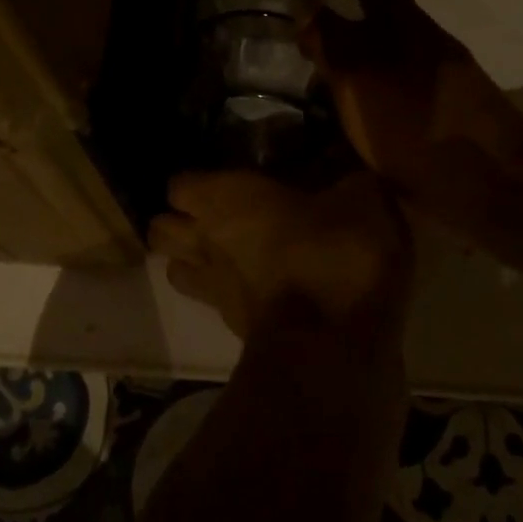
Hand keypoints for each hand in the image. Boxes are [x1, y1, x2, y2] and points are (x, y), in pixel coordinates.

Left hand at [149, 169, 413, 345]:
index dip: (196, 184)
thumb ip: (347, 182)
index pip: (180, 185)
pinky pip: (212, 304)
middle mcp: (206, 241)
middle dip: (178, 222)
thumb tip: (350, 178)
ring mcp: (214, 289)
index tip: (221, 184)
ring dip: (191, 261)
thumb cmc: (336, 251)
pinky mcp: (232, 328)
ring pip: (175, 270)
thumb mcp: (361, 198)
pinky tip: (255, 290)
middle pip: (161, 229)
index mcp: (225, 199)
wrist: (336, 342)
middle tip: (214, 218)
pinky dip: (225, 296)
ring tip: (222, 255)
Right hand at [301, 0, 522, 201]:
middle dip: (342, 15)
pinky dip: (356, 99)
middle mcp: (417, 48)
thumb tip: (306, 7)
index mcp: (404, 25)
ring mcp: (425, 86)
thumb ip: (331, 40)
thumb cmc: (416, 118)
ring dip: (347, 61)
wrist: (482, 182)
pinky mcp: (425, 123)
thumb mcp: (361, 75)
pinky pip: (380, 99)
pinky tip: (332, 116)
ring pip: (377, 62)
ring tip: (308, 67)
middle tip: (299, 15)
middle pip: (376, 20)